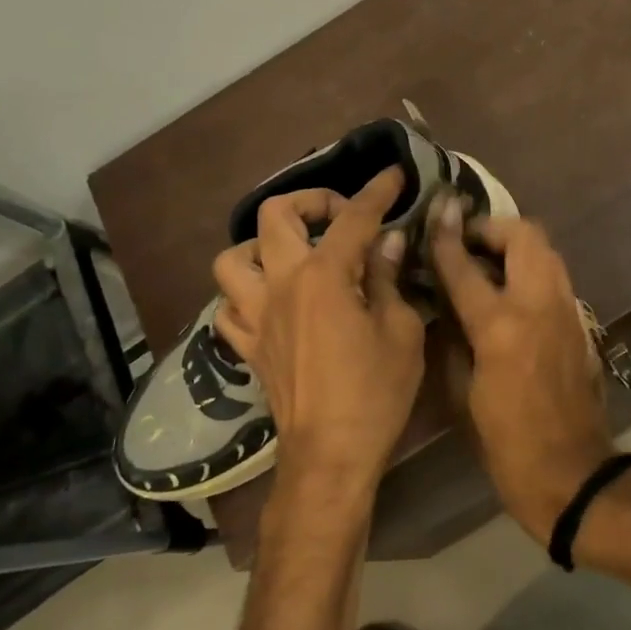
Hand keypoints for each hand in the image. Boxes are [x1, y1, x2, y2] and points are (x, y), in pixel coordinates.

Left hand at [212, 168, 425, 512]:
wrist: (330, 454)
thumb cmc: (376, 392)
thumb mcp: (402, 331)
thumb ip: (389, 279)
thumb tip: (387, 242)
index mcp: (325, 277)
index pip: (353, 218)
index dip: (377, 192)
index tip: (394, 175)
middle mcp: (281, 285)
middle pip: (275, 216)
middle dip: (310, 201)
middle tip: (340, 217)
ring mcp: (255, 315)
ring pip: (232, 258)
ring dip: (261, 246)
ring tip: (293, 256)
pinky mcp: (246, 347)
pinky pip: (228, 307)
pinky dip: (246, 295)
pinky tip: (272, 302)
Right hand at [429, 200, 613, 543]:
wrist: (572, 474)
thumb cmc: (505, 444)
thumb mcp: (461, 395)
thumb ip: (451, 338)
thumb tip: (443, 304)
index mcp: (501, 326)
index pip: (465, 265)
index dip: (445, 236)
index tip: (435, 212)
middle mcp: (539, 305)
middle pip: (525, 235)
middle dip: (492, 228)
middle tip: (465, 243)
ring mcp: (567, 311)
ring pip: (546, 251)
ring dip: (514, 246)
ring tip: (484, 263)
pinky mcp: (580, 324)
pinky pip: (554, 278)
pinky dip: (530, 270)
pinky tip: (508, 294)